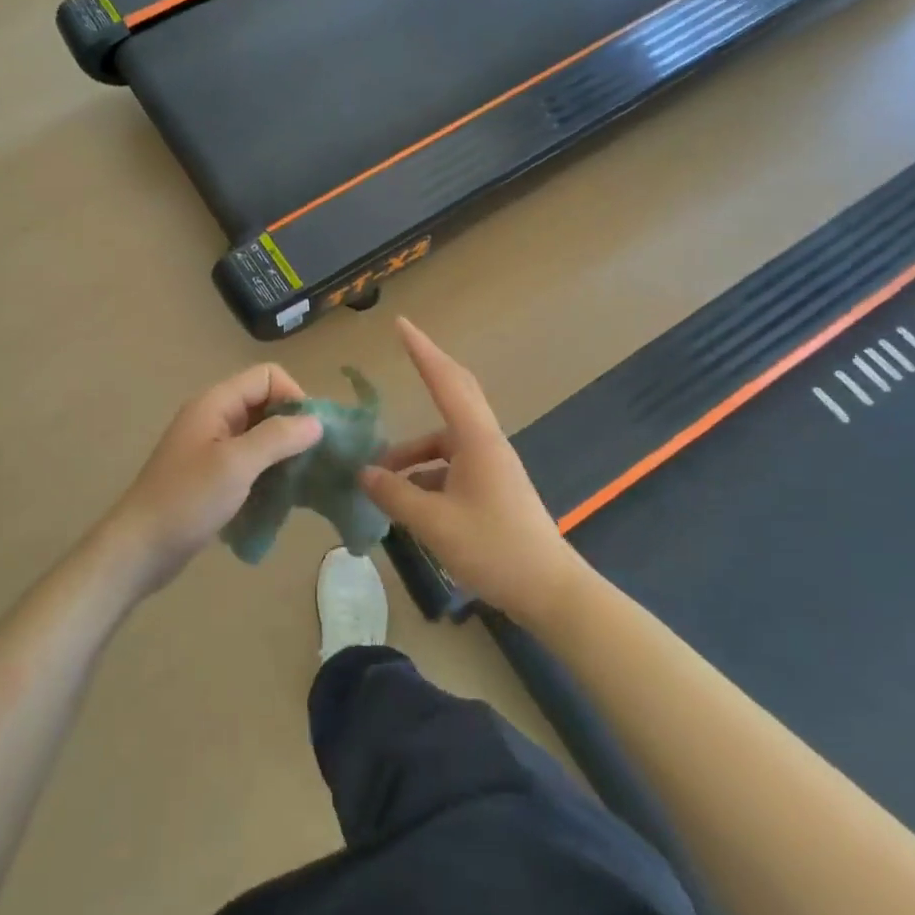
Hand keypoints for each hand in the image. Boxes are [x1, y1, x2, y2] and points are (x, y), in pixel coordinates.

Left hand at [100, 365, 322, 595]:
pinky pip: (250, 461)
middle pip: (265, 403)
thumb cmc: (187, 500)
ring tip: (301, 480)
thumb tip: (317, 422)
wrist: (138, 549)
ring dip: (282, 452)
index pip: (267, 376)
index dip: (293, 397)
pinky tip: (280, 496)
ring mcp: (211, 447)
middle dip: (292, 426)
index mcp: (216, 403)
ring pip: (260, 434)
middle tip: (312, 459)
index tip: (310, 434)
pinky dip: (268, 471)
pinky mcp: (212, 475)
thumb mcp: (236, 465)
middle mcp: (214, 417)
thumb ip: (277, 438)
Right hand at [361, 319, 585, 624]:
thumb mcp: (435, 523)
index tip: (401, 324)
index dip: (421, 351)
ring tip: (379, 477)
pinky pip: (450, 466)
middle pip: (454, 395)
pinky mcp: (491, 488)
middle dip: (427, 372)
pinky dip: (425, 473)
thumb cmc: (494, 549)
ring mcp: (490, 465)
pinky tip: (405, 501)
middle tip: (402, 351)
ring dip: (413, 451)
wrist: (550, 591)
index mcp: (476, 439)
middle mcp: (485, 443)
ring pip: (445, 440)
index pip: (445, 381)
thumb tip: (364, 474)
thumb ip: (396, 495)